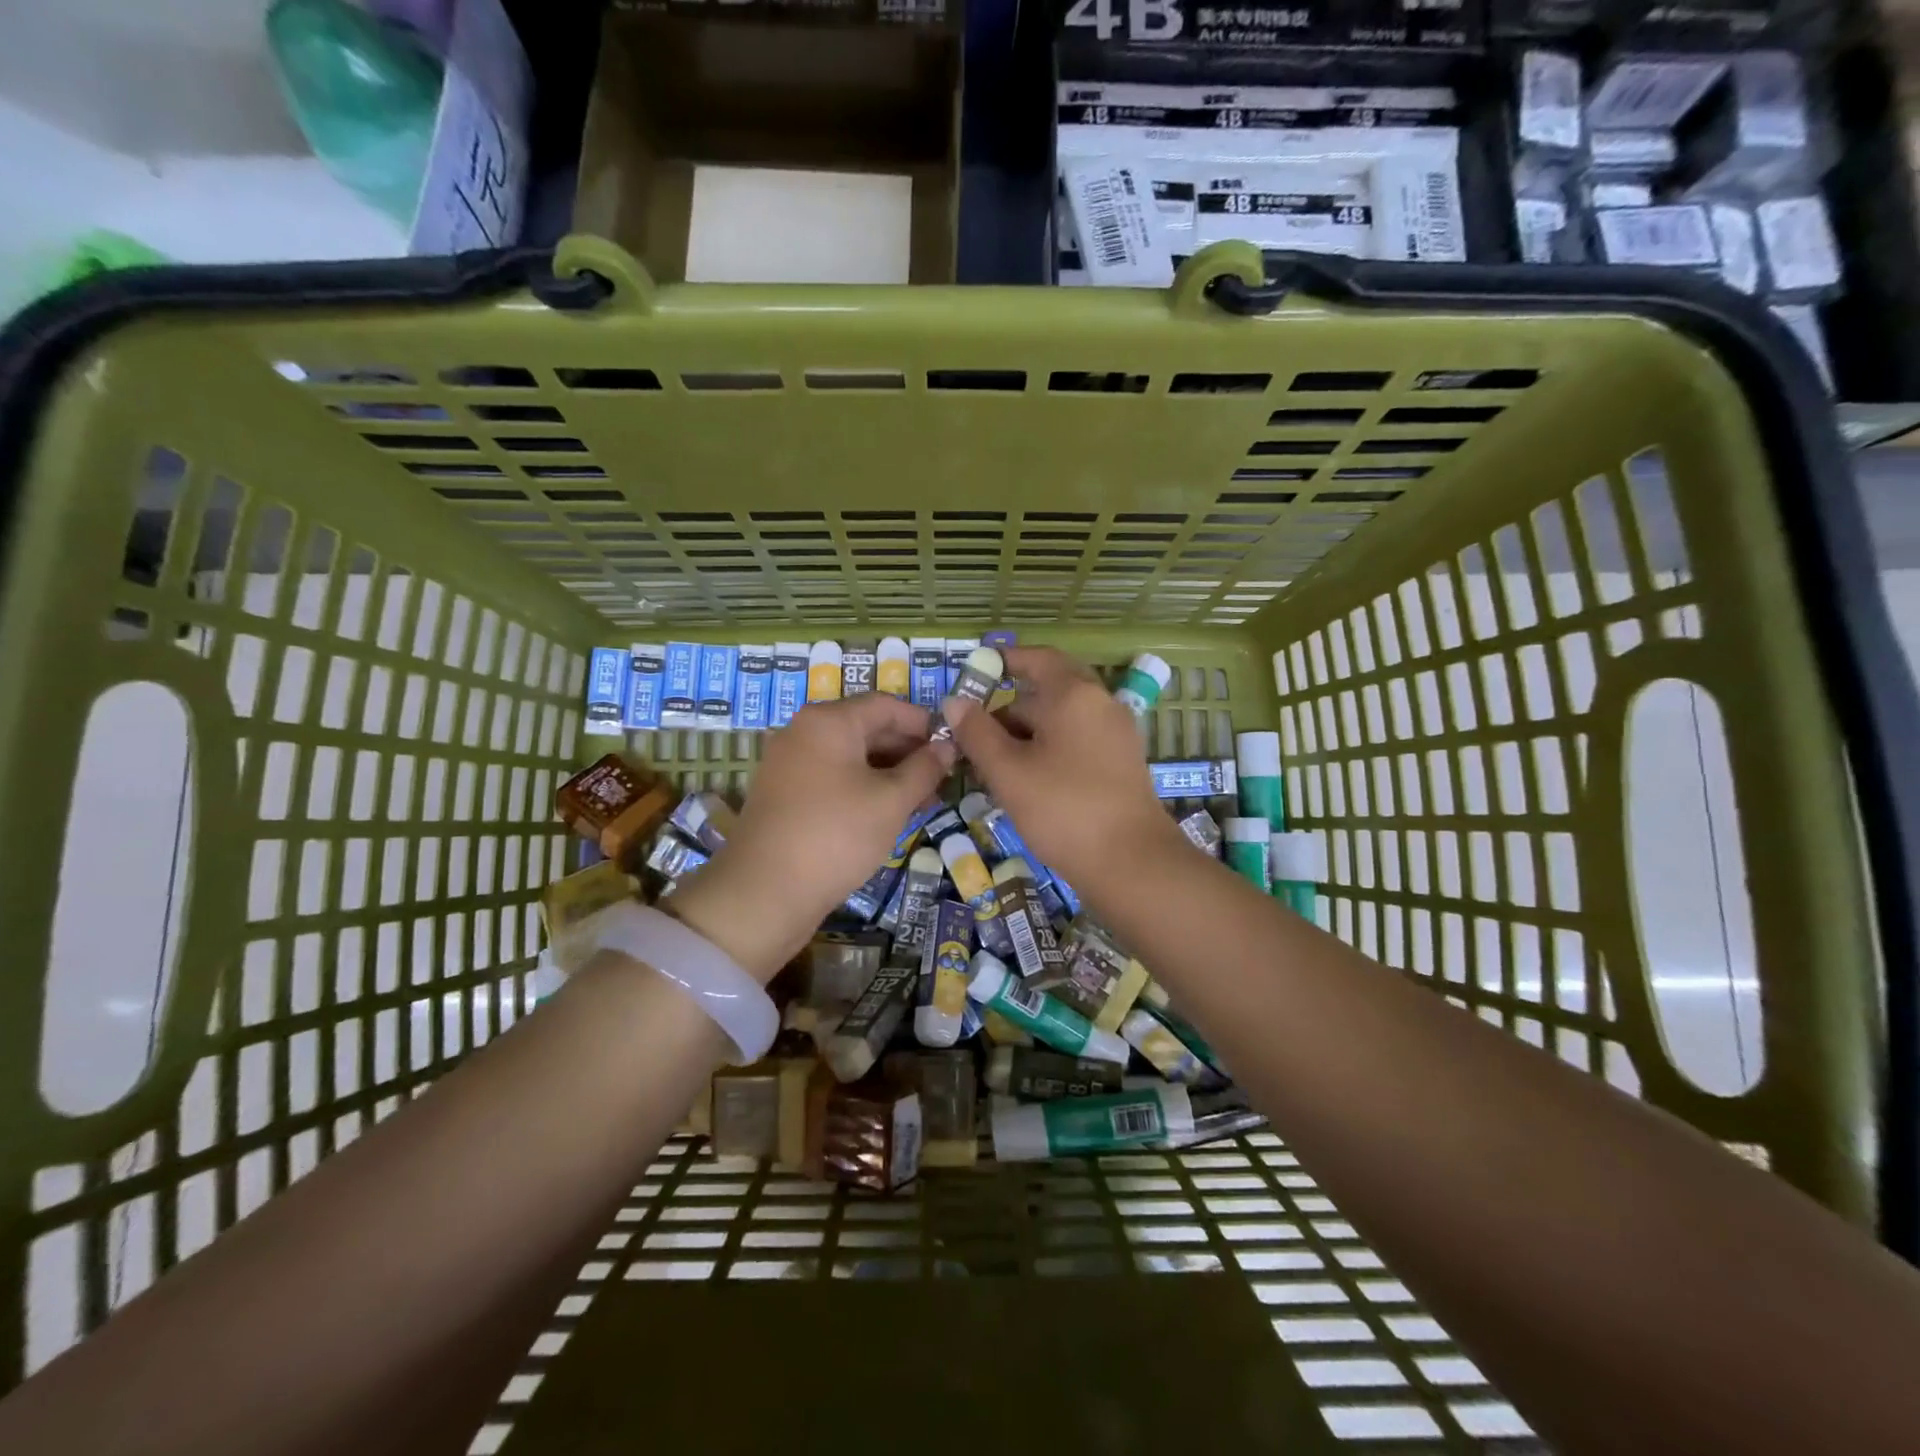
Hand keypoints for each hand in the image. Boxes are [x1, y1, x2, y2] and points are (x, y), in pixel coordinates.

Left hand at [669, 695, 954, 978]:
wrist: (764, 892)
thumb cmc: (837, 835)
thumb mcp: (891, 801)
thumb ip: (924, 769)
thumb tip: (946, 747)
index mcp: (828, 721)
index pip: (886, 705)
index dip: (923, 723)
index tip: (952, 748)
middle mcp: (803, 732)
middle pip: (866, 728)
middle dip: (907, 751)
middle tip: (941, 779)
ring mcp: (788, 763)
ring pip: (850, 757)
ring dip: (887, 773)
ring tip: (921, 801)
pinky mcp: (783, 794)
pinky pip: (832, 778)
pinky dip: (862, 788)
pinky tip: (885, 814)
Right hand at [943, 646, 1184, 891]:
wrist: (1131, 863)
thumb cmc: (1063, 809)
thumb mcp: (1008, 771)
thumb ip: (977, 733)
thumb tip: (954, 702)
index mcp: (1074, 694)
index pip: (1038, 659)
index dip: (1006, 660)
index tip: (978, 669)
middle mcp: (1101, 704)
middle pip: (1049, 691)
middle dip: (1010, 708)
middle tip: (975, 731)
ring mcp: (1116, 733)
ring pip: (1062, 720)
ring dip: (1026, 733)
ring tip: (993, 763)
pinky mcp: (1121, 762)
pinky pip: (1078, 741)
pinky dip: (1049, 748)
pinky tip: (1026, 778)